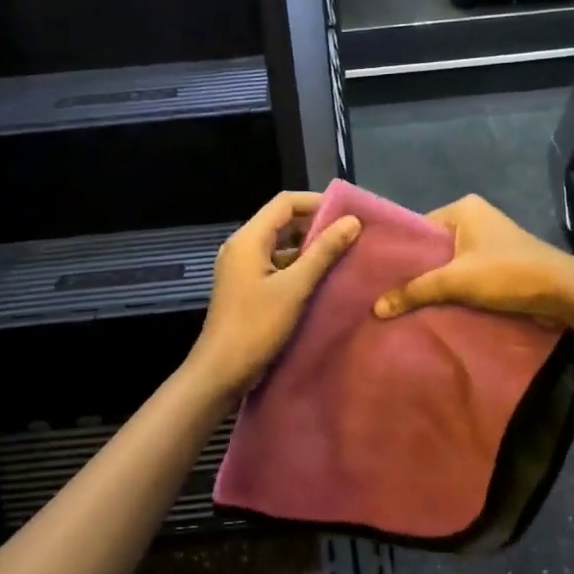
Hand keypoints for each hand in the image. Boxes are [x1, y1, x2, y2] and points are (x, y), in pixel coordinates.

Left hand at [187, 191, 361, 399]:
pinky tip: (322, 278)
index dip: (317, 202)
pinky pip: (275, 265)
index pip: (285, 202)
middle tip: (350, 235)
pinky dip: (298, 266)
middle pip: (282, 222)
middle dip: (315, 225)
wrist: (221, 371)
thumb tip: (352, 221)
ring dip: (308, 247)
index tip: (348, 213)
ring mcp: (242, 268)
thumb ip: (323, 252)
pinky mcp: (246, 287)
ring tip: (342, 255)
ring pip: (280, 245)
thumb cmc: (256, 326)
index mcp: (248, 239)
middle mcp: (242, 247)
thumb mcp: (295, 288)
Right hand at [373, 195, 573, 325]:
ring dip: (434, 283)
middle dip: (415, 272)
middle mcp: (474, 218)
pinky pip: (465, 273)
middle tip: (385, 294)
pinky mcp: (498, 263)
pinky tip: (433, 307)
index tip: (376, 276)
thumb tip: (376, 308)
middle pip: (432, 247)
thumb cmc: (507, 273)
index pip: (418, 228)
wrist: (562, 291)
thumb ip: (415, 291)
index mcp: (462, 208)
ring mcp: (488, 241)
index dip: (399, 253)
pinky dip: (452, 289)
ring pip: (449, 263)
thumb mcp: (456, 281)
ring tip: (404, 304)